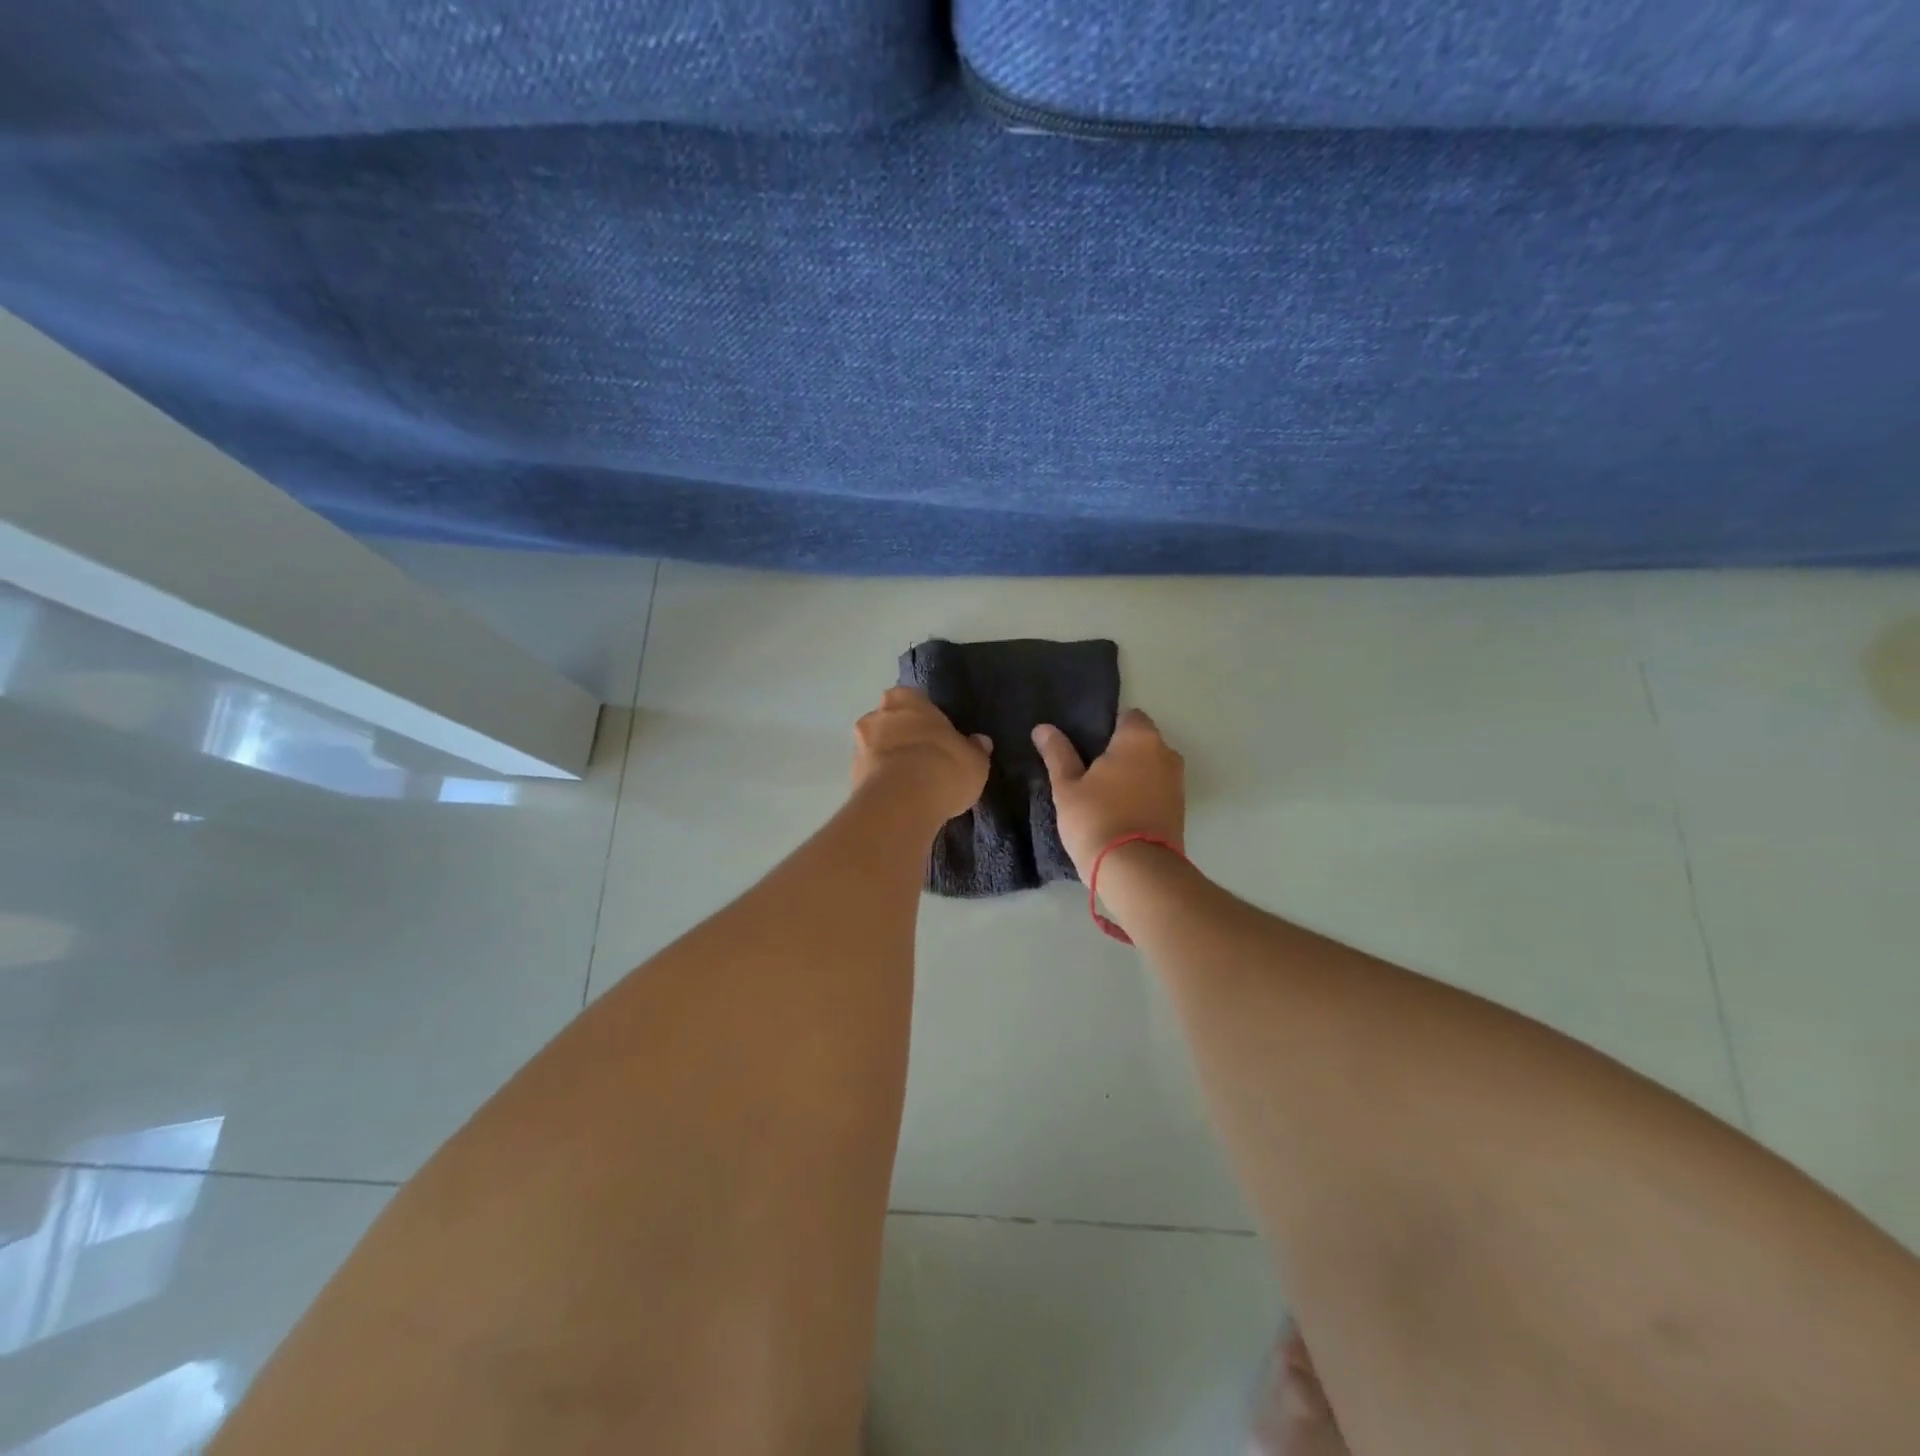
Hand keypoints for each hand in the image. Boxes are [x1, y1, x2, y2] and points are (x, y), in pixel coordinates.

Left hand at [852, 687, 991, 823]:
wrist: (902, 802)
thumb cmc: (943, 766)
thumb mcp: (974, 760)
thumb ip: (975, 748)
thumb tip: (979, 742)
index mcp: (905, 698)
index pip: (915, 700)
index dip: (926, 719)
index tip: (939, 737)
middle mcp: (876, 715)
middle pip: (891, 722)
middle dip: (904, 738)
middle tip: (926, 760)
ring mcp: (859, 746)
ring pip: (878, 749)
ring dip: (890, 762)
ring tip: (913, 785)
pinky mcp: (851, 777)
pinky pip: (872, 775)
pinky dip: (883, 783)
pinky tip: (900, 799)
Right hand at [1032, 709, 1185, 877]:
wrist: (1136, 871)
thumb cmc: (1097, 819)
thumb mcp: (1067, 787)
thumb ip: (1057, 754)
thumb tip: (1043, 728)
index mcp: (1140, 738)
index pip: (1127, 716)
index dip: (1106, 728)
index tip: (1085, 747)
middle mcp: (1166, 753)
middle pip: (1141, 743)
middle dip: (1119, 753)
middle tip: (1088, 772)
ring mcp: (1177, 783)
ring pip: (1150, 769)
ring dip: (1132, 777)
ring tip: (1102, 797)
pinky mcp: (1180, 811)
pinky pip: (1156, 792)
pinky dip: (1141, 797)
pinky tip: (1119, 813)